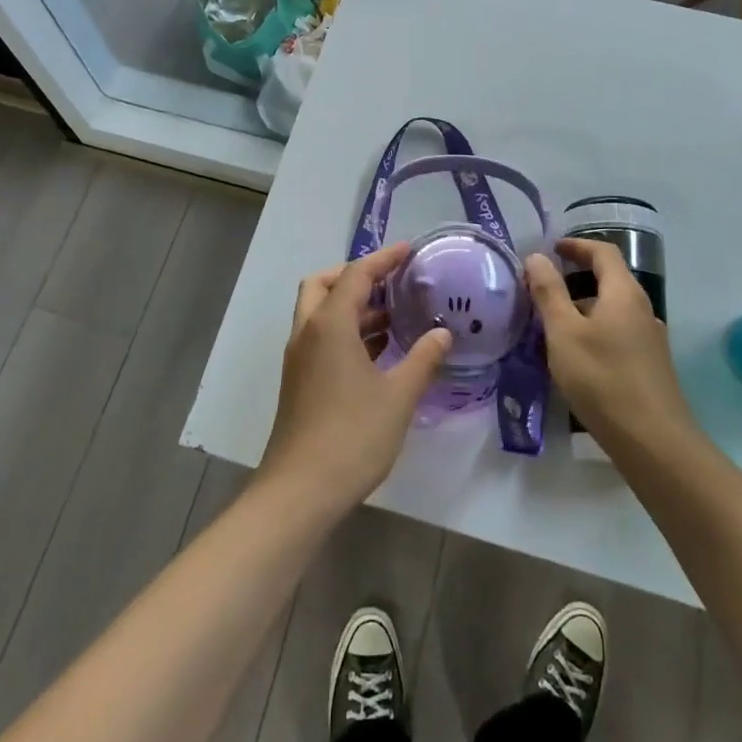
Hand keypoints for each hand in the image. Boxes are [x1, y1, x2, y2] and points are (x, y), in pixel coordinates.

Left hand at [259, 242, 451, 515]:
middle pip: (324, 284)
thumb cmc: (352, 436)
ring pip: (319, 312)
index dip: (383, 259)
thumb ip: (423, 359)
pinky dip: (345, 330)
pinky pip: (321, 337)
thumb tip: (442, 333)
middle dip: (355, 276)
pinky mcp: (299, 380)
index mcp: (329, 325)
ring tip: (393, 314)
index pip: (356, 275)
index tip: (409, 250)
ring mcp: (299, 357)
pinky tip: (377, 350)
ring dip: (351, 305)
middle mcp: (308, 332)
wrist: (300, 490)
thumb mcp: (398, 396)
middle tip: (390, 281)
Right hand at [526, 239, 696, 457]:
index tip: (552, 248)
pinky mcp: (649, 365)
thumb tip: (537, 257)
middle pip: (609, 280)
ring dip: (583, 307)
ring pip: (612, 310)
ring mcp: (649, 339)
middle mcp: (642, 310)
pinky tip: (574, 356)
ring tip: (551, 324)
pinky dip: (594, 330)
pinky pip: (617, 333)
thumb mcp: (564, 332)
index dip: (577, 245)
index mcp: (624, 293)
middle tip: (542, 287)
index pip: (603, 252)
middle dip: (575, 277)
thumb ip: (549, 292)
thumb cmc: (602, 378)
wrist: (653, 442)